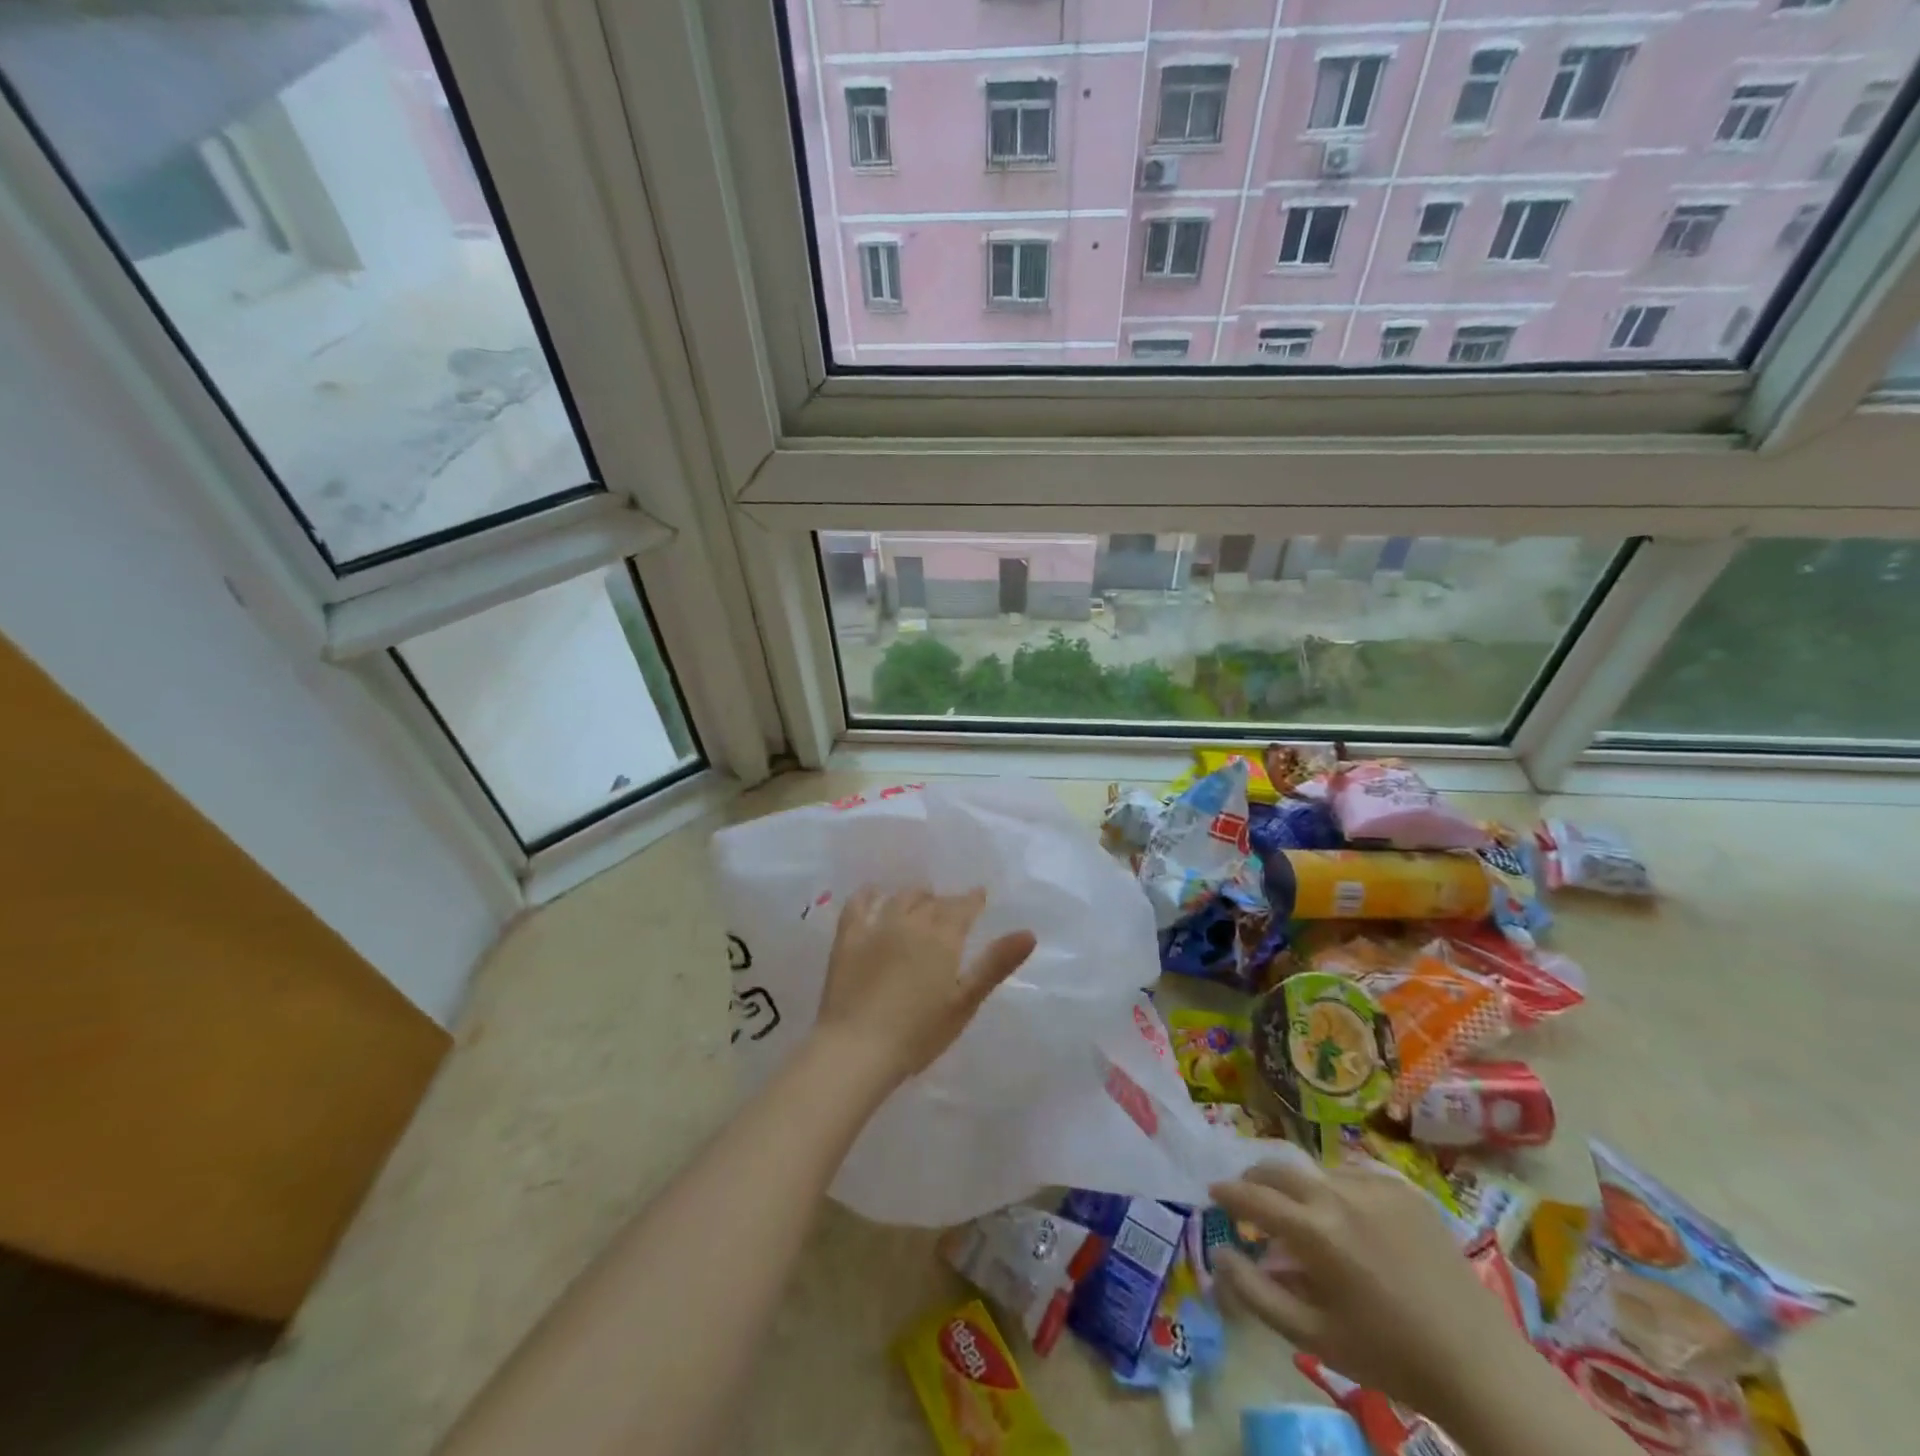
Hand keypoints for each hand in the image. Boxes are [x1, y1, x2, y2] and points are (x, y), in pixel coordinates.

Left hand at [813, 885, 1035, 1091]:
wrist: (857, 1047)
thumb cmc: (918, 1032)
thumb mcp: (964, 1001)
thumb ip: (995, 964)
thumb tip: (1029, 933)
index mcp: (943, 936)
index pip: (963, 906)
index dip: (973, 900)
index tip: (979, 898)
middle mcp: (911, 921)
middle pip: (932, 901)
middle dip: (945, 902)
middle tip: (951, 912)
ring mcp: (876, 926)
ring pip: (901, 897)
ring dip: (915, 897)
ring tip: (920, 904)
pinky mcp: (848, 937)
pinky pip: (859, 903)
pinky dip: (870, 895)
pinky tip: (875, 896)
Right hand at [1209, 1158, 1524, 1419]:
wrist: (1478, 1366)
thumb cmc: (1387, 1356)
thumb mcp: (1312, 1336)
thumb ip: (1256, 1292)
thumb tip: (1218, 1253)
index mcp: (1314, 1231)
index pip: (1252, 1196)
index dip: (1227, 1193)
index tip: (1213, 1193)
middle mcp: (1339, 1195)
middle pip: (1279, 1167)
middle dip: (1255, 1178)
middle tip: (1248, 1196)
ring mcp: (1375, 1186)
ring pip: (1317, 1170)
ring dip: (1299, 1187)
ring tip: (1305, 1216)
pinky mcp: (1405, 1189)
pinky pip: (1355, 1174)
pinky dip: (1339, 1189)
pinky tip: (1350, 1219)